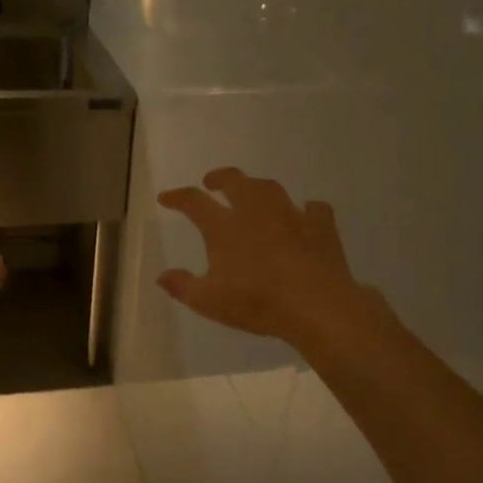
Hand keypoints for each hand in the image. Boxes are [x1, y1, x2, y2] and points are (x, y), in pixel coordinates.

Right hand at [157, 168, 370, 347]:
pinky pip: (313, 208)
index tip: (166, 197)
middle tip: (211, 182)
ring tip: (252, 192)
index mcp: (225, 227)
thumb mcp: (209, 301)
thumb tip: (161, 276)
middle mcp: (255, 211)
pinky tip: (304, 214)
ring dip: (256, 186)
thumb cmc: (258, 302)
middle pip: (235, 181)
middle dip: (219, 178)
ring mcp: (290, 214)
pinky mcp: (320, 225)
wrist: (317, 305)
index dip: (177, 197)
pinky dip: (305, 209)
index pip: (194, 201)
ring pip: (270, 187)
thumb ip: (183, 286)